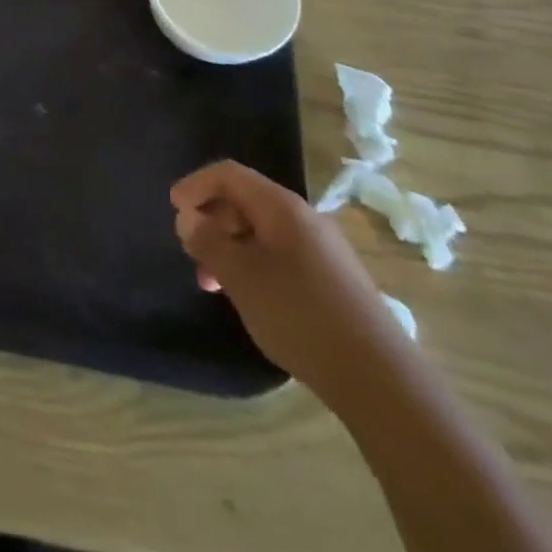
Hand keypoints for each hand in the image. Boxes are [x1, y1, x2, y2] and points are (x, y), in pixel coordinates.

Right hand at [171, 160, 409, 402]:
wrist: (378, 377)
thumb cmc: (298, 314)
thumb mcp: (240, 276)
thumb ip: (208, 241)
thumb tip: (189, 218)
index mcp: (281, 206)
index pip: (229, 174)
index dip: (196, 185)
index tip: (173, 209)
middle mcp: (304, 218)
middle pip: (245, 201)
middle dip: (212, 221)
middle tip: (191, 253)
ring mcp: (323, 249)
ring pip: (261, 232)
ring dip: (230, 248)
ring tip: (213, 284)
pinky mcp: (333, 279)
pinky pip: (281, 255)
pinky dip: (254, 265)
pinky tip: (248, 298)